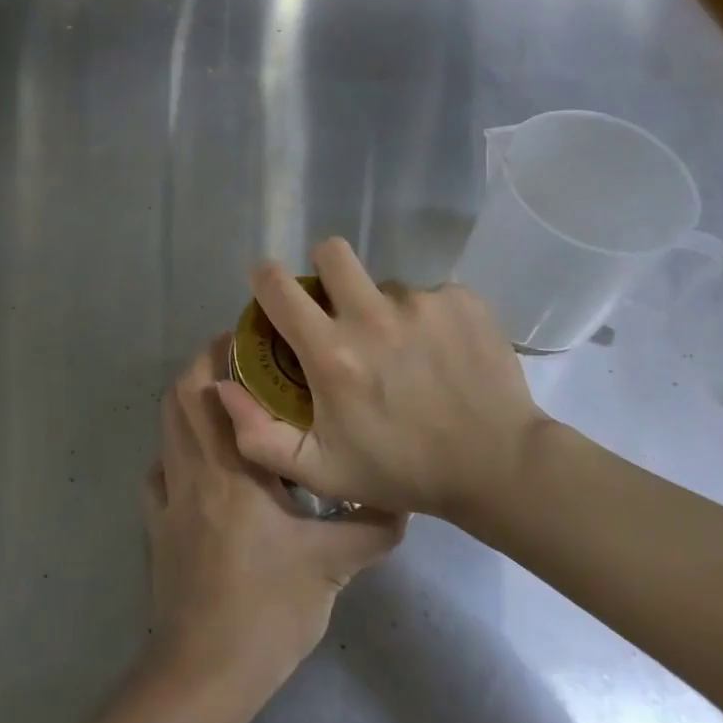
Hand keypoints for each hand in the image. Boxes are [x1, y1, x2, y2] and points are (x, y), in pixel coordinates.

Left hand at [142, 335, 404, 690]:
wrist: (206, 672)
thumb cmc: (268, 610)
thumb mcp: (331, 569)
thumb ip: (370, 529)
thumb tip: (403, 500)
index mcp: (232, 469)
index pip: (212, 390)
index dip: (221, 353)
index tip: (250, 338)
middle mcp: (192, 469)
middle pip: (179, 396)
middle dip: (203, 367)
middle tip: (240, 361)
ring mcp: (167, 496)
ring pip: (165, 427)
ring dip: (187, 403)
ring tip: (225, 403)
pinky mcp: (156, 524)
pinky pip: (156, 471)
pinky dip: (173, 452)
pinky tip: (199, 464)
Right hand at [217, 238, 550, 525]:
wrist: (500, 467)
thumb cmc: (402, 471)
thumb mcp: (321, 471)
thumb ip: (258, 436)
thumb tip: (222, 386)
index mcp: (332, 353)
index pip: (277, 284)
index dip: (266, 280)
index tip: (273, 292)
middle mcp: (372, 316)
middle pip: (331, 251)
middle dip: (325, 269)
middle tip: (339, 304)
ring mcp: (421, 303)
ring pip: (384, 282)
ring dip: (384, 307)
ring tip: (405, 351)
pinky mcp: (461, 300)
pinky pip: (429, 294)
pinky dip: (428, 317)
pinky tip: (441, 353)